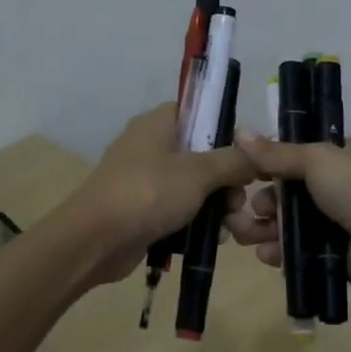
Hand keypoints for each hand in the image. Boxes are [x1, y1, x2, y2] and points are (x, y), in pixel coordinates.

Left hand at [61, 103, 258, 284]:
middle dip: (225, 179)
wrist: (96, 240)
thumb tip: (254, 157)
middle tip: (238, 201)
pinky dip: (195, 222)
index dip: (224, 130)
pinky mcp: (140, 209)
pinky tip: (213, 239)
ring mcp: (143, 179)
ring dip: (215, 205)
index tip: (246, 156)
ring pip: (191, 185)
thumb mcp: (199, 173)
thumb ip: (233, 161)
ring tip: (230, 226)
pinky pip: (176, 210)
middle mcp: (149, 145)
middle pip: (200, 153)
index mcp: (158, 123)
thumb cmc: (148, 193)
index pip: (198, 111)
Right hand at [226, 132, 350, 290]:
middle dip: (266, 203)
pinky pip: (299, 250)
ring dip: (267, 228)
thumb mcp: (316, 159)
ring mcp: (340, 221)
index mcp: (348, 154)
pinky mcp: (335, 253)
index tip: (248, 174)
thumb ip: (276, 152)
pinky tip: (268, 255)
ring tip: (248, 235)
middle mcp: (345, 185)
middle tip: (253, 209)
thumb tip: (238, 132)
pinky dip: (281, 252)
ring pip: (292, 223)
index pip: (301, 155)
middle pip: (291, 192)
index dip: (273, 165)